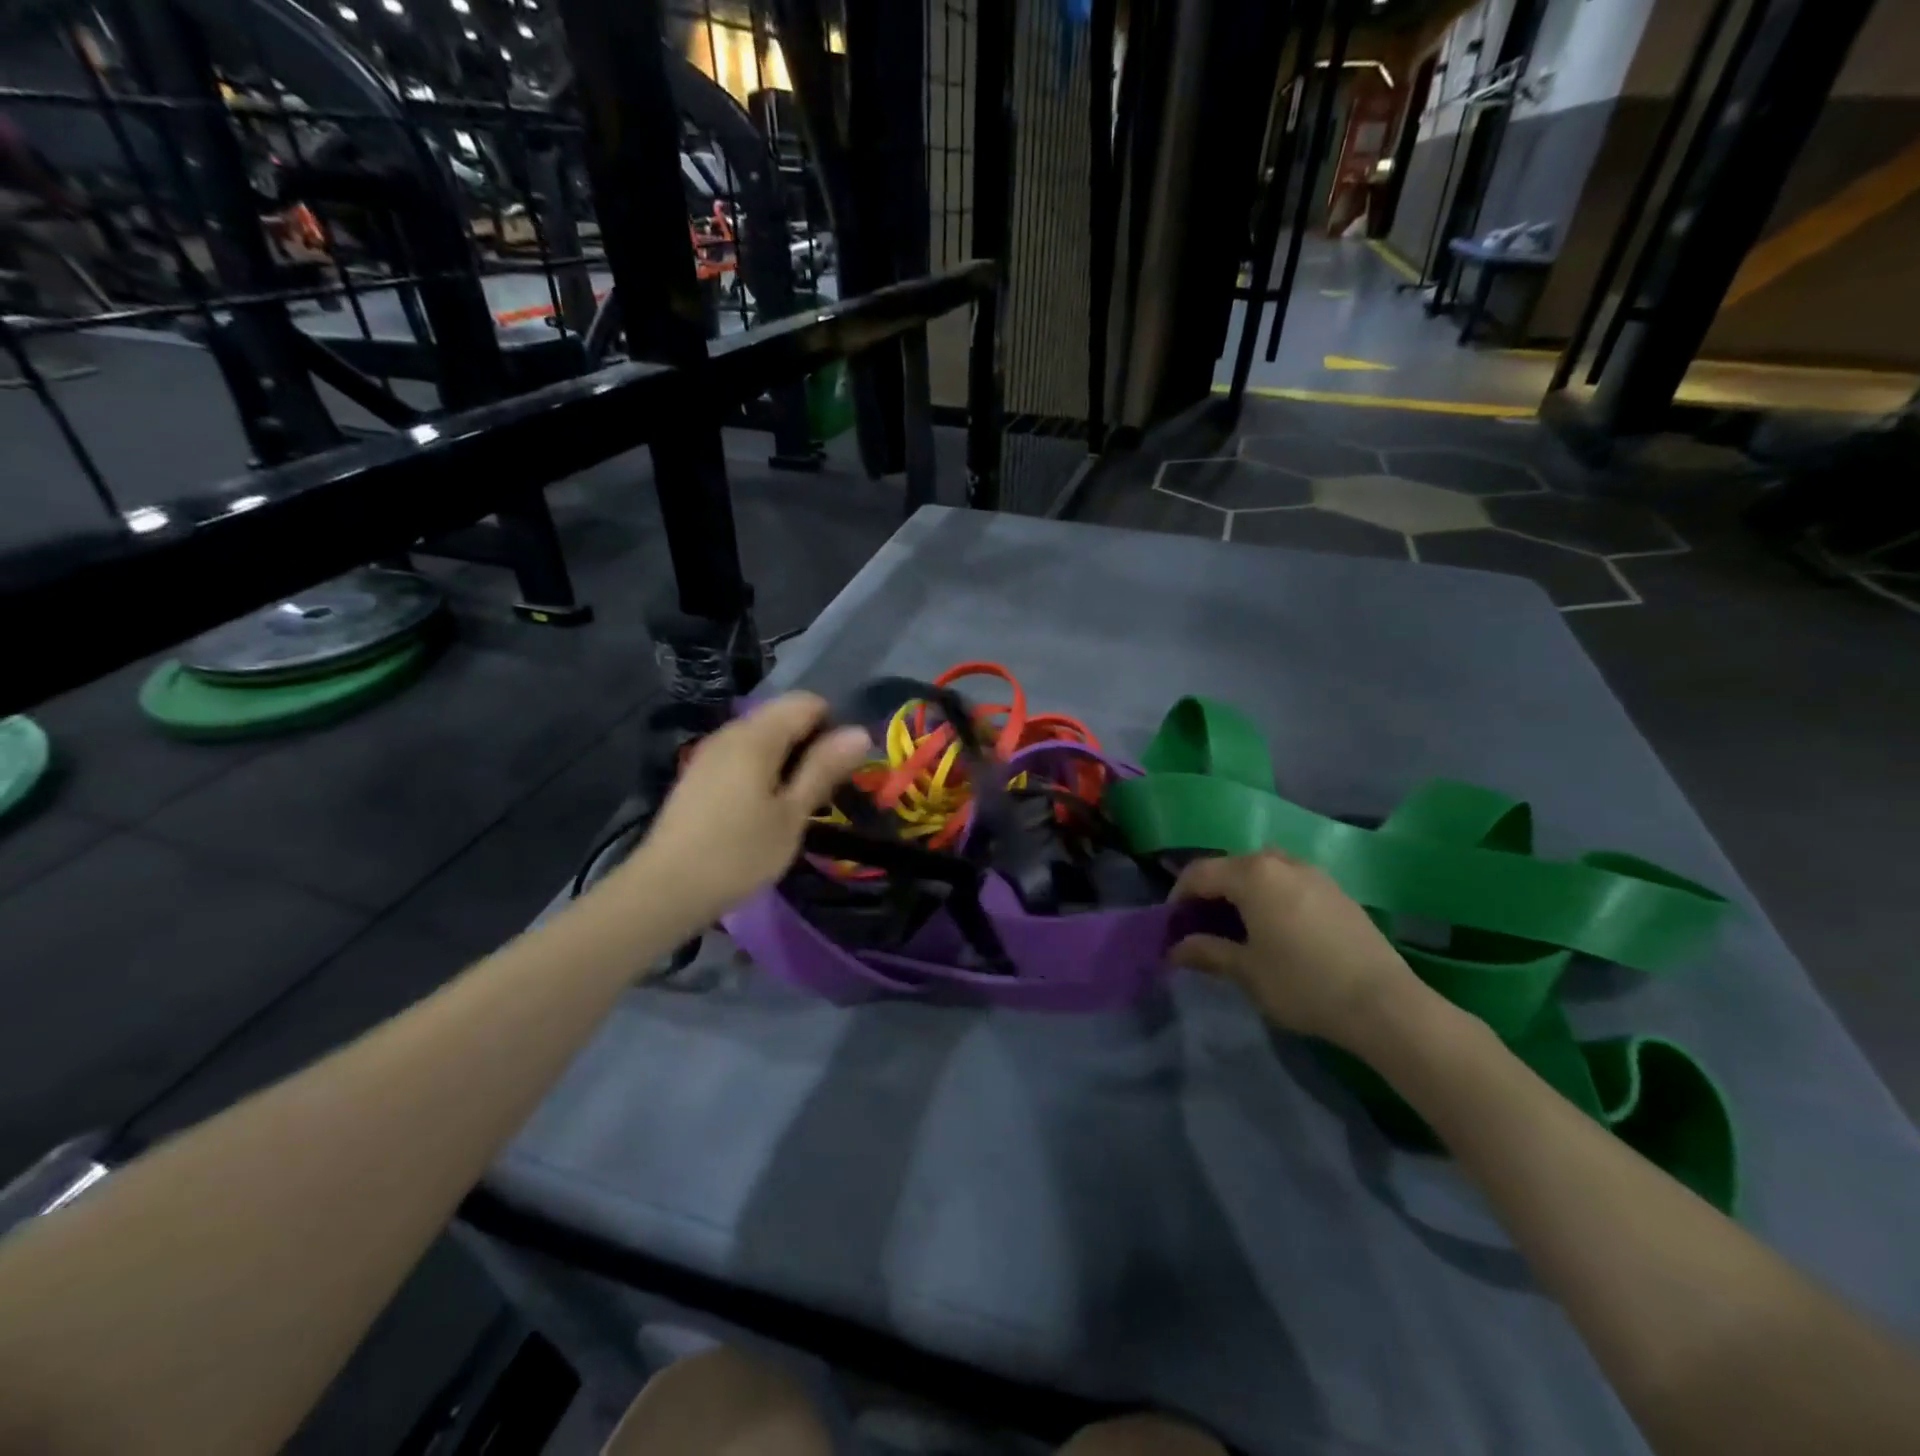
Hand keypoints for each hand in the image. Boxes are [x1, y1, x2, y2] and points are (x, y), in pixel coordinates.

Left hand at [622, 693, 870, 924]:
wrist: (665, 891)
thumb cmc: (738, 854)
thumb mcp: (791, 815)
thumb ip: (823, 769)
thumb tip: (860, 732)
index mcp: (756, 736)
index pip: (806, 703)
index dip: (833, 726)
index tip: (842, 767)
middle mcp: (731, 733)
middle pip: (783, 716)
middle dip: (811, 743)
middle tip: (824, 790)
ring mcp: (710, 753)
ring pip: (763, 737)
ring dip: (789, 759)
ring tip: (798, 803)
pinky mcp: (699, 775)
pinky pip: (743, 756)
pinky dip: (764, 770)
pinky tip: (765, 809)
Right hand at [1169, 851, 1424, 1049]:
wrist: (1384, 1004)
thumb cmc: (1302, 983)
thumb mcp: (1246, 971)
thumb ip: (1207, 952)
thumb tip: (1175, 949)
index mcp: (1252, 874)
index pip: (1199, 873)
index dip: (1178, 897)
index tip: (1172, 926)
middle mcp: (1281, 862)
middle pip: (1230, 866)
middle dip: (1210, 892)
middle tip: (1202, 926)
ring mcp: (1313, 873)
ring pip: (1262, 871)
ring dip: (1242, 891)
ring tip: (1238, 926)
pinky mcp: (1336, 891)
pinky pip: (1289, 881)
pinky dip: (1271, 895)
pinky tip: (1277, 929)